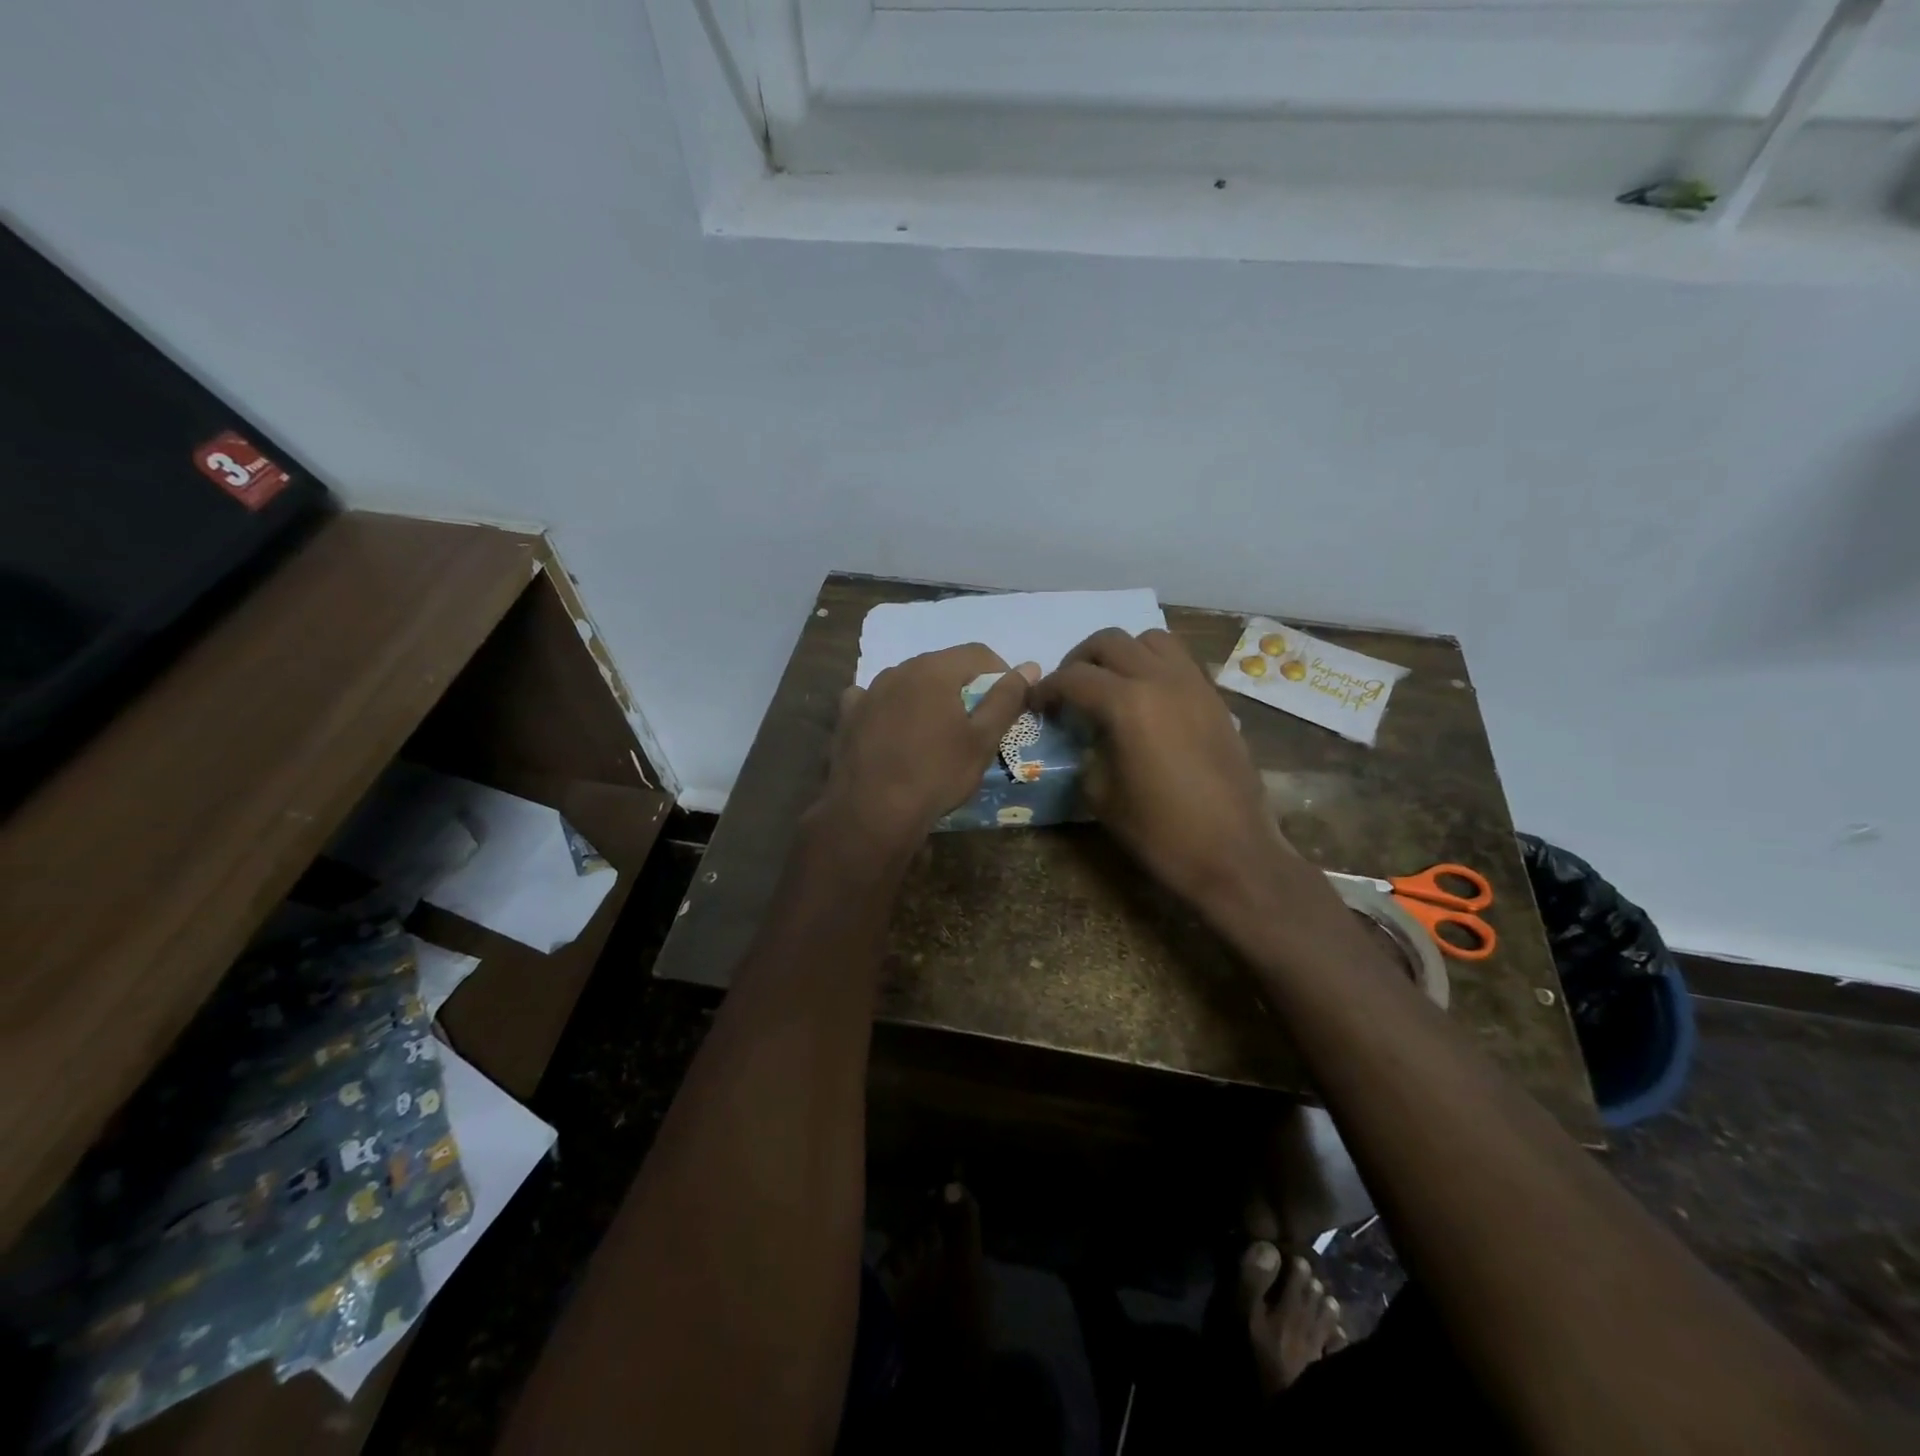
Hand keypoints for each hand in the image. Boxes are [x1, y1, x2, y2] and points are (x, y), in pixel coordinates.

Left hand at [814, 644, 1038, 854]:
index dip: (999, 672)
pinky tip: (893, 731)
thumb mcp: (982, 740)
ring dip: (926, 697)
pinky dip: (889, 709)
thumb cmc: (936, 774)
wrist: (871, 812)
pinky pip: (874, 701)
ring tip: (935, 732)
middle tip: (974, 721)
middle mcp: (898, 670)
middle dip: (962, 686)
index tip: (1007, 702)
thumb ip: (1006, 699)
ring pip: (907, 682)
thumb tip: (1028, 667)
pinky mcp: (847, 716)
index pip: (977, 653)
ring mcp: (868, 692)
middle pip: (940, 665)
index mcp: (934, 670)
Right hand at [1033, 628, 1307, 923]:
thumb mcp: (1101, 795)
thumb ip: (1087, 751)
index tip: (1036, 704)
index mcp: (1128, 704)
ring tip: (1109, 684)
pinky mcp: (1215, 699)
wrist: (1234, 854)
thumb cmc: (1161, 832)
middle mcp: (1161, 679)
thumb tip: (1086, 735)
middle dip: (1079, 660)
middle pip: (1110, 642)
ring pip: (1151, 639)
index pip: (1073, 678)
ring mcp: (1194, 685)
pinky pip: (1179, 661)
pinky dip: (1153, 665)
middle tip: (1068, 690)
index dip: (1046, 689)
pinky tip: (1145, 699)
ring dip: (1122, 653)